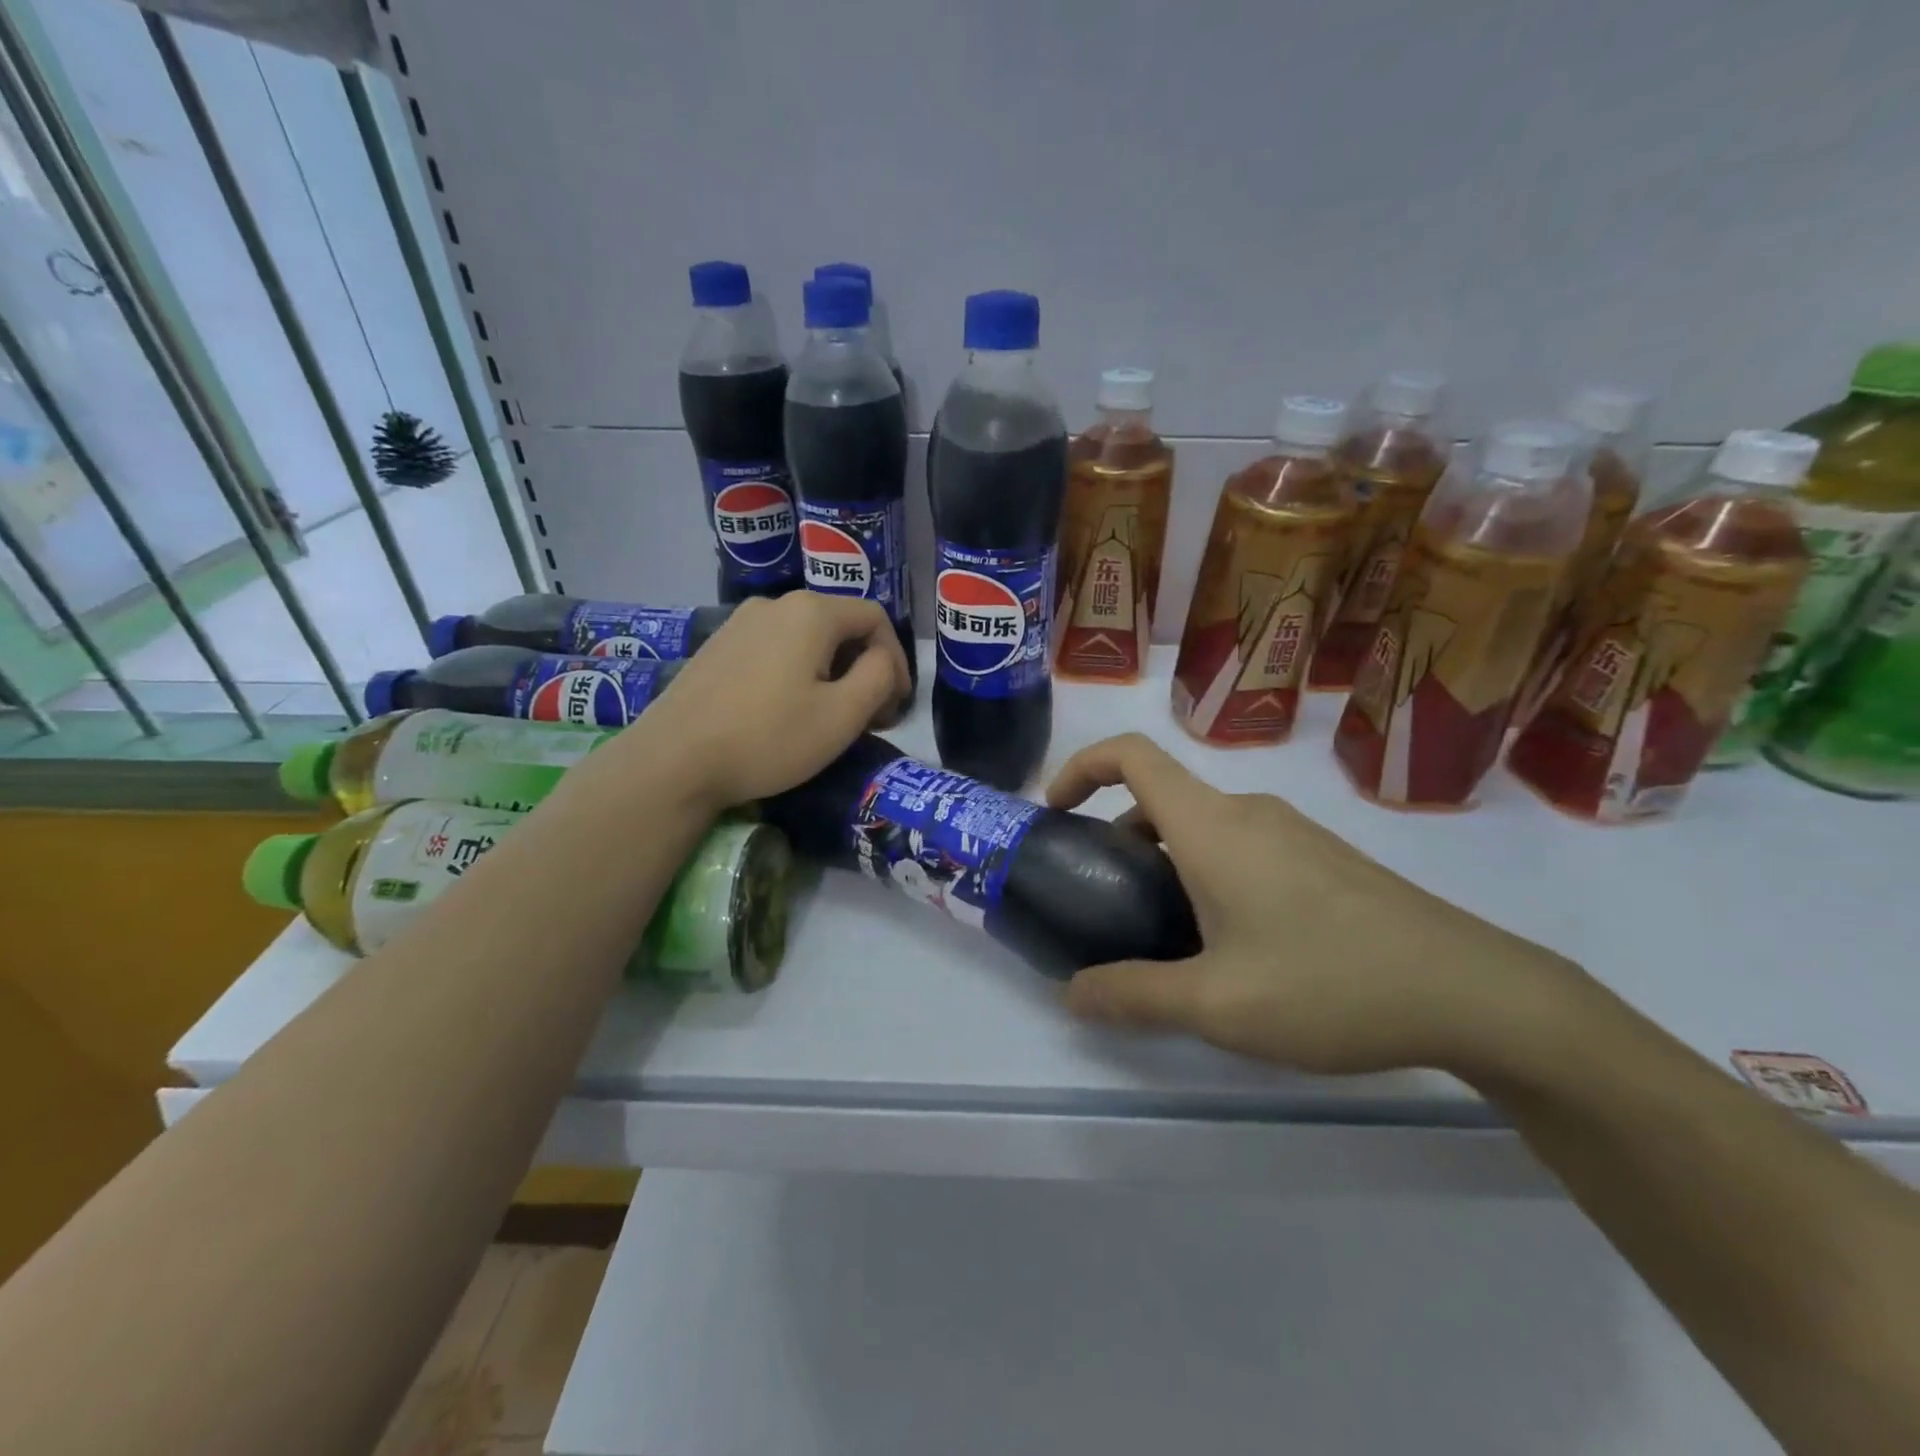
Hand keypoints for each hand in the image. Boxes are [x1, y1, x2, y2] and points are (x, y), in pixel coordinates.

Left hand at [625, 593, 910, 807]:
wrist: (673, 761)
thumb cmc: (769, 738)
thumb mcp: (843, 714)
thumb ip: (879, 677)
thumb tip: (882, 659)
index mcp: (810, 612)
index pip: (875, 619)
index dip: (897, 660)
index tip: (897, 706)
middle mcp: (774, 604)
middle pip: (840, 626)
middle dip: (865, 668)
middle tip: (872, 717)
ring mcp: (740, 623)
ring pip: (807, 639)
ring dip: (833, 673)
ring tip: (834, 717)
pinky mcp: (718, 647)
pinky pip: (775, 650)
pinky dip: (798, 673)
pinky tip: (790, 710)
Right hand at [1045, 733, 1569, 1075]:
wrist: (1473, 991)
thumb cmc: (1329, 984)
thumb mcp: (1217, 1005)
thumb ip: (1133, 996)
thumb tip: (1071, 996)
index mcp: (1212, 826)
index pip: (1131, 756)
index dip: (1081, 768)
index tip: (1056, 811)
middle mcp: (1249, 812)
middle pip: (1162, 798)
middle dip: (1119, 837)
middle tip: (1106, 901)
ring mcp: (1293, 832)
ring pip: (1204, 827)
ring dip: (1166, 861)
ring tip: (1166, 934)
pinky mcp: (1324, 858)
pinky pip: (1243, 847)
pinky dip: (1209, 873)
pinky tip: (1233, 944)